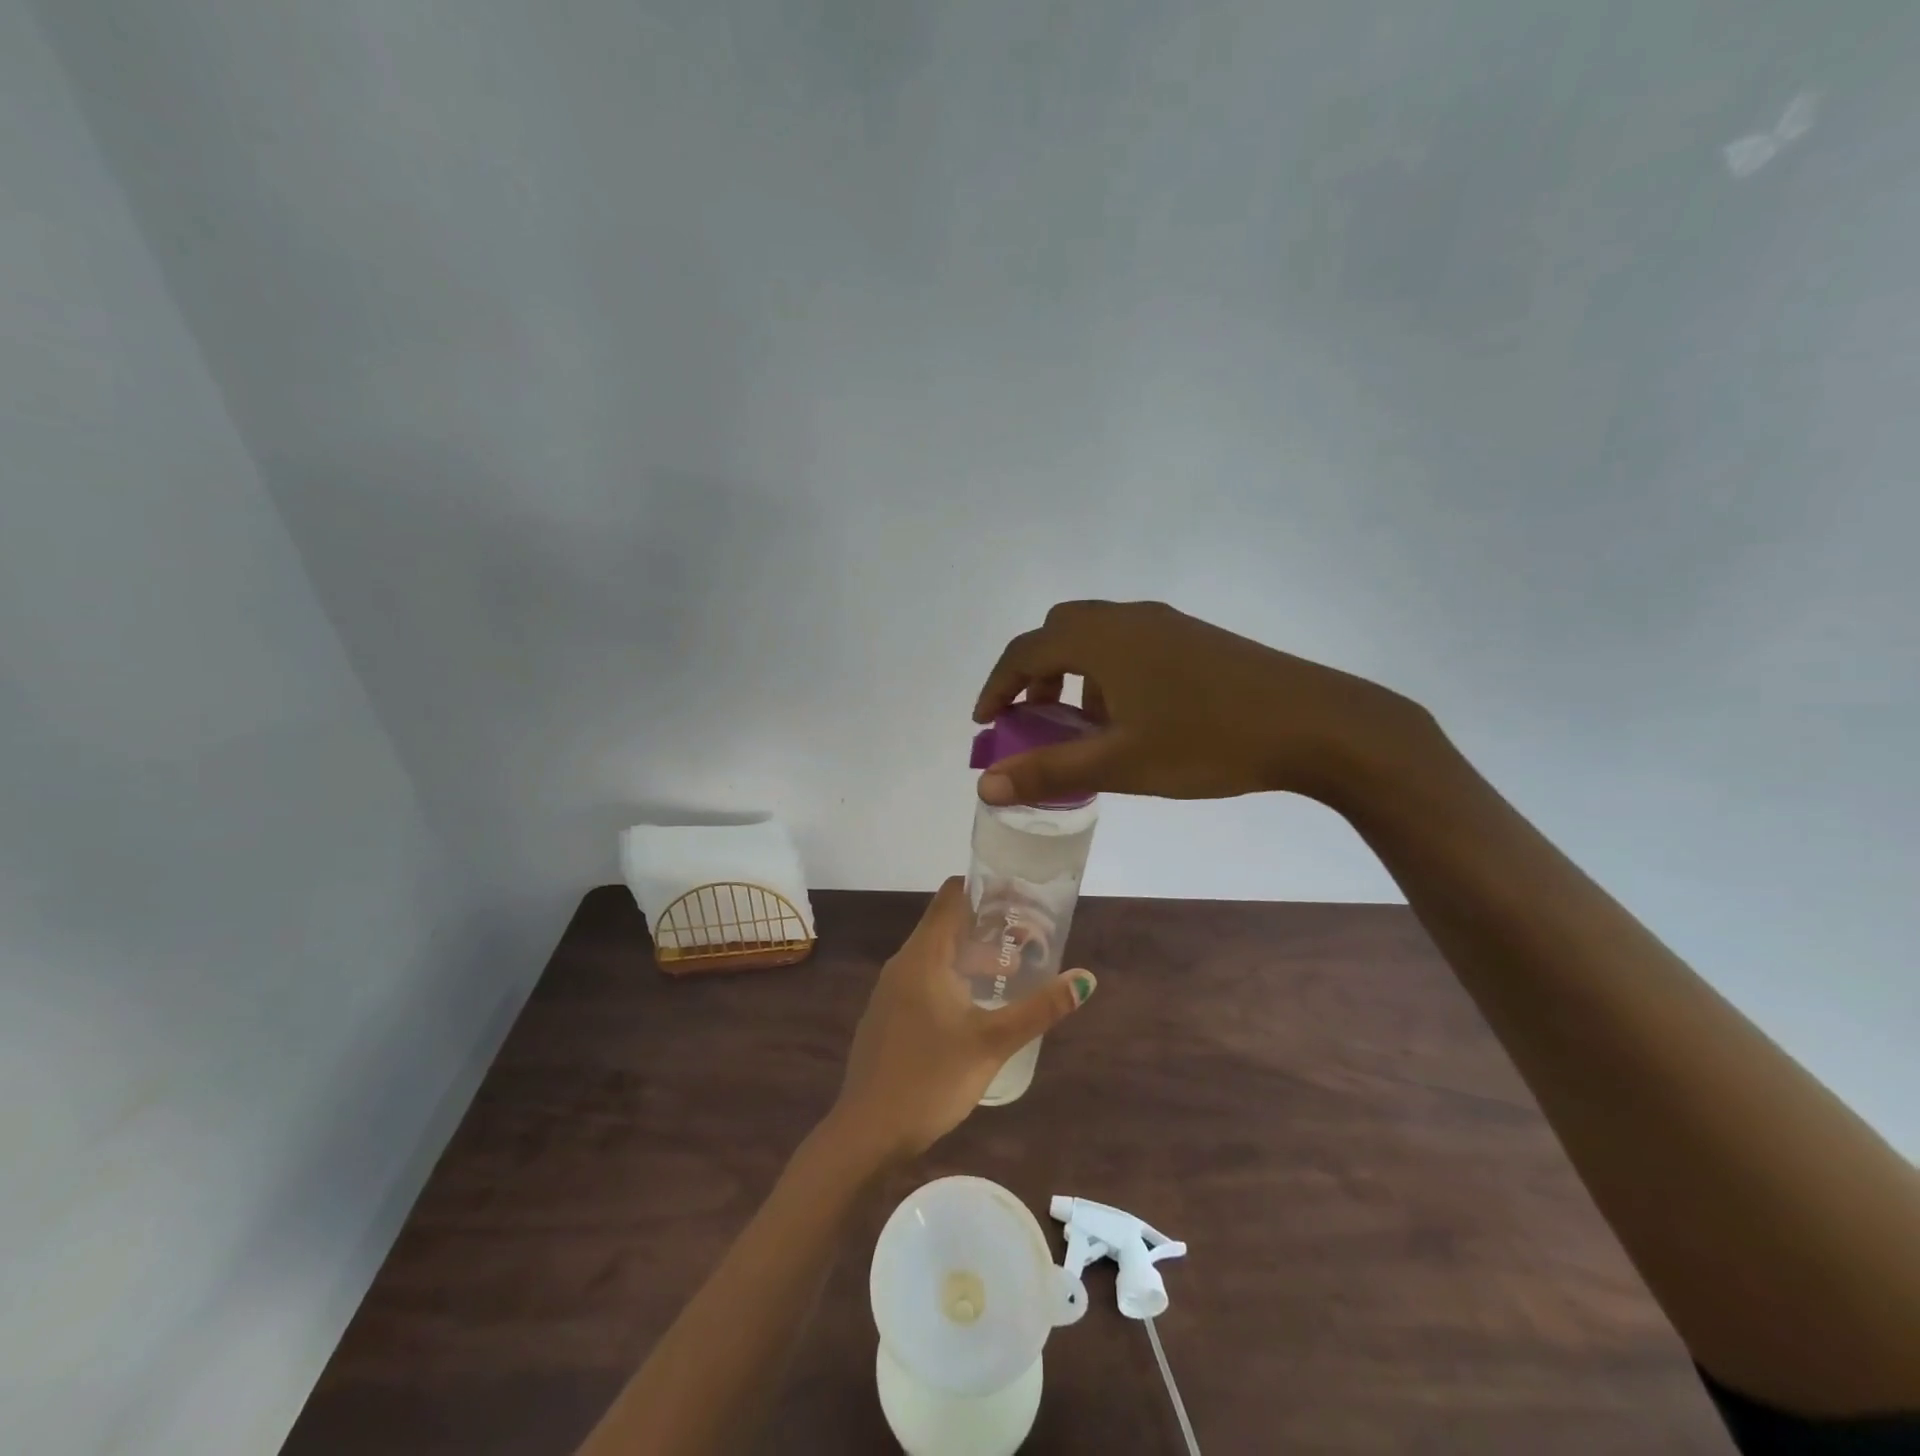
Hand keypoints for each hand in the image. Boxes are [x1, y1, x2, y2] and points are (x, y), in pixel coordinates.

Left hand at [831, 878, 1095, 1159]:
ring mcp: (892, 991)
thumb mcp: (992, 1043)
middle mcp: (904, 963)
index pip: (952, 897)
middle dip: (989, 926)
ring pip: (938, 955)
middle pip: (948, 924)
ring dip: (974, 956)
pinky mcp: (889, 1015)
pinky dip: (956, 978)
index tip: (1022, 897)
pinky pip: (926, 980)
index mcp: (924, 956)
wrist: (867, 1132)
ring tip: (1014, 972)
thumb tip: (1085, 979)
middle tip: (1031, 937)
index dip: (986, 889)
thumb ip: (1039, 1009)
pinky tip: (979, 1006)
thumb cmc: (930, 1079)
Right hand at [973, 599, 1431, 809]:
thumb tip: (985, 786)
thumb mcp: (1120, 763)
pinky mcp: (1194, 636)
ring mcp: (1165, 623)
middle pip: (1058, 631)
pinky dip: (1107, 671)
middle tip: (1033, 718)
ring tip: (1084, 725)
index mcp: (1101, 638)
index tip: (985, 723)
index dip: (997, 686)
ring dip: (1073, 673)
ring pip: (1096, 636)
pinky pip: (1129, 643)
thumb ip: (1048, 771)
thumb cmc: (1207, 741)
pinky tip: (1132, 716)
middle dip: (1034, 674)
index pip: (1025, 650)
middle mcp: (1127, 617)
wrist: (1314, 723)